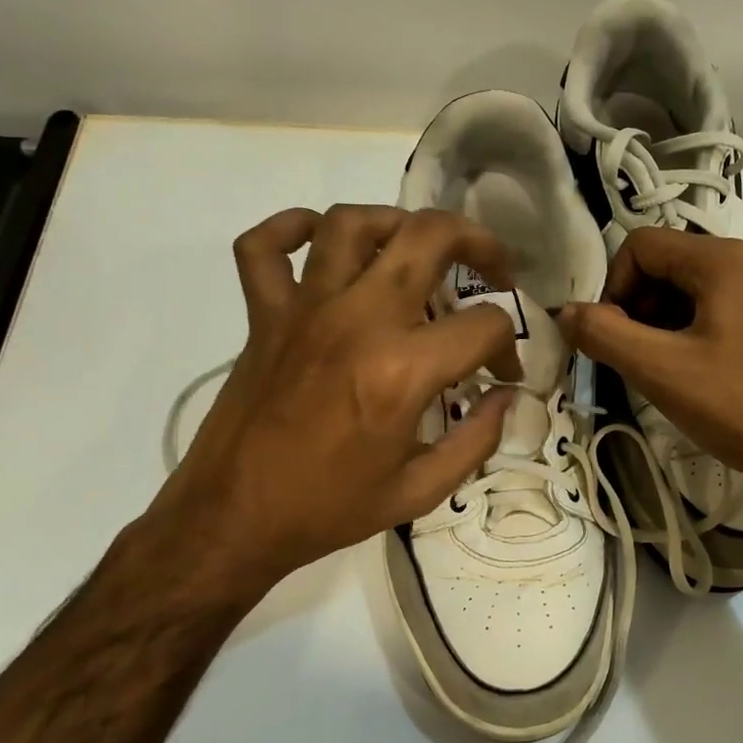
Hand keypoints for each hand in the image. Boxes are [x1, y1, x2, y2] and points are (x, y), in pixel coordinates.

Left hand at [134, 204, 522, 610]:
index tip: (502, 374)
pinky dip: (289, 228)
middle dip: (477, 242)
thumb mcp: (420, 491)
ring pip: (350, 224)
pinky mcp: (262, 316)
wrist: (233, 520)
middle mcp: (356, 321)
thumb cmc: (330, 509)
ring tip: (416, 248)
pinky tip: (319, 241)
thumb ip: (477, 440)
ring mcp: (303, 311)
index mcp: (402, 371)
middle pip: (427, 237)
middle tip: (493, 269)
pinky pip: (263, 247)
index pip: (484, 325)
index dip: (509, 347)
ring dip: (394, 222)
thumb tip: (507, 398)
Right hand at [558, 228, 742, 506]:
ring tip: (668, 379)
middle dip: (639, 309)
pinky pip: (725, 316)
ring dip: (666, 328)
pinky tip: (704, 385)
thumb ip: (606, 336)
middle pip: (669, 267)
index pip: (640, 245)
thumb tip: (565, 313)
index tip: (613, 339)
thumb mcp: (664, 371)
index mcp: (721, 260)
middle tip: (638, 362)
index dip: (612, 288)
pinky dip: (698, 339)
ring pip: (697, 295)